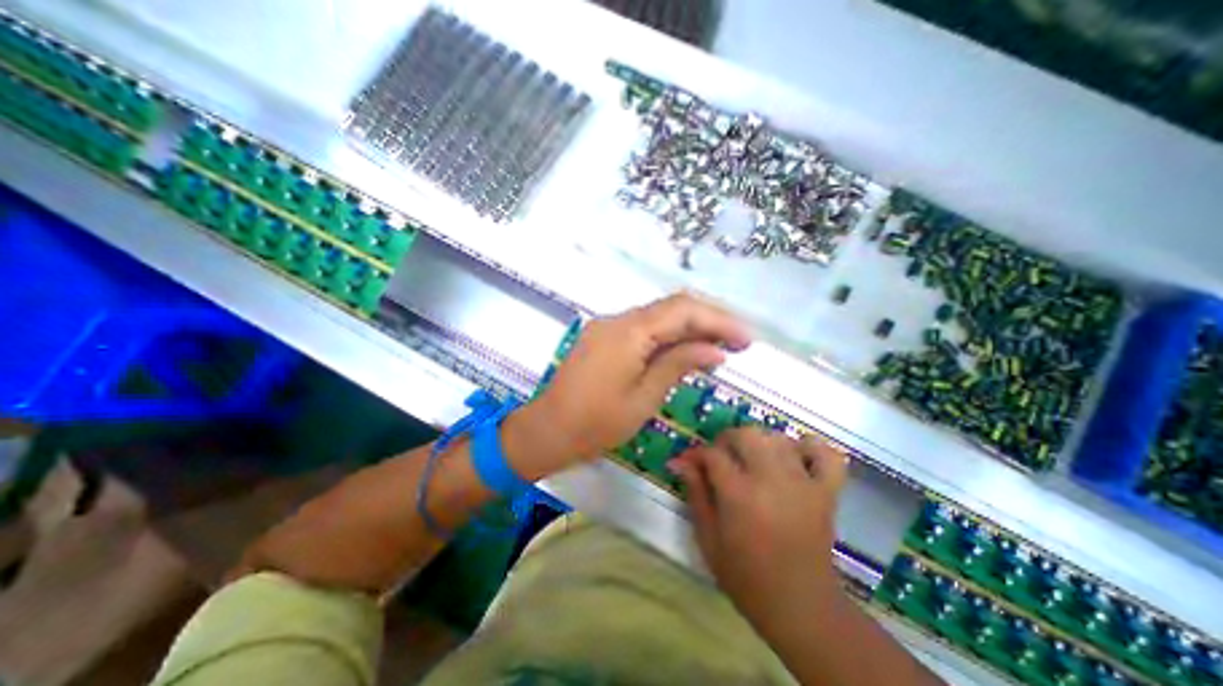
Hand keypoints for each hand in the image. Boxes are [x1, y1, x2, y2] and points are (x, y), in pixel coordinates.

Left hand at [505, 291, 751, 478]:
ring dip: (688, 327)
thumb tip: (715, 351)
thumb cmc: (597, 423)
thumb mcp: (644, 398)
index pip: (683, 311)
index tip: (746, 340)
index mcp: (629, 332)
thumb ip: (678, 365)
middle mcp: (617, 320)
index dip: (718, 321)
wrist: (547, 430)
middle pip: (671, 307)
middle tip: (736, 342)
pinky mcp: (603, 337)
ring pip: (657, 316)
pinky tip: (683, 350)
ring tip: (716, 347)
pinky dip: (667, 335)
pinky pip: (642, 328)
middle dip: (707, 320)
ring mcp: (607, 326)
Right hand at [668, 429, 852, 627]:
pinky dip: (811, 448)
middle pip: (746, 434)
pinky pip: (826, 455)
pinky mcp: (826, 492)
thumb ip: (695, 493)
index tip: (688, 461)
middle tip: (720, 457)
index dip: (696, 453)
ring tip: (751, 459)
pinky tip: (795, 457)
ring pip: (779, 438)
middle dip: (727, 439)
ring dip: (760, 442)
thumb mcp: (708, 538)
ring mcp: (802, 483)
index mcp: (739, 494)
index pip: (713, 454)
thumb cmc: (745, 576)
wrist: (800, 606)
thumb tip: (681, 462)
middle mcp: (771, 479)